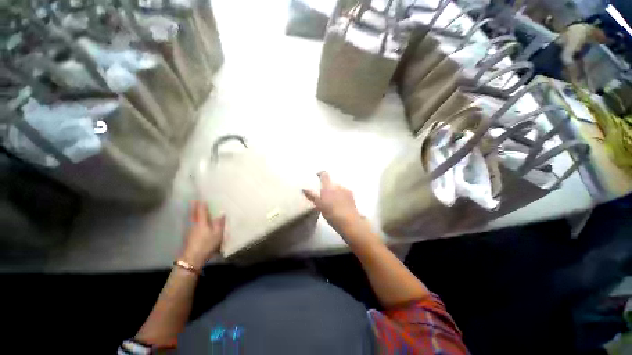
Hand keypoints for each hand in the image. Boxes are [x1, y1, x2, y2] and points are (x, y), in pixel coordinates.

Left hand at [179, 201, 225, 269]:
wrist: (192, 259)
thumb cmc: (207, 244)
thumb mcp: (217, 234)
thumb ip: (219, 223)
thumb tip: (222, 212)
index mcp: (201, 223)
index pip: (201, 211)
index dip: (201, 204)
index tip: (200, 198)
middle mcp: (194, 225)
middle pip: (194, 214)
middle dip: (194, 207)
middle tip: (194, 201)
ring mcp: (190, 232)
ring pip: (192, 220)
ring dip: (194, 215)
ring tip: (197, 211)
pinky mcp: (189, 238)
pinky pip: (192, 226)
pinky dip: (194, 222)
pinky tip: (197, 225)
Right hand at [303, 172, 375, 245]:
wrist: (348, 220)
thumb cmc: (331, 213)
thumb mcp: (319, 205)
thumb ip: (311, 196)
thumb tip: (303, 189)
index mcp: (327, 187)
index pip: (324, 174)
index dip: (320, 173)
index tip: (317, 176)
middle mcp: (337, 185)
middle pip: (331, 183)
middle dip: (328, 187)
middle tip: (324, 196)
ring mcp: (345, 189)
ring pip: (338, 188)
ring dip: (335, 192)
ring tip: (333, 202)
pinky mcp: (351, 195)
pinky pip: (344, 192)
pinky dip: (342, 195)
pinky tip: (341, 204)